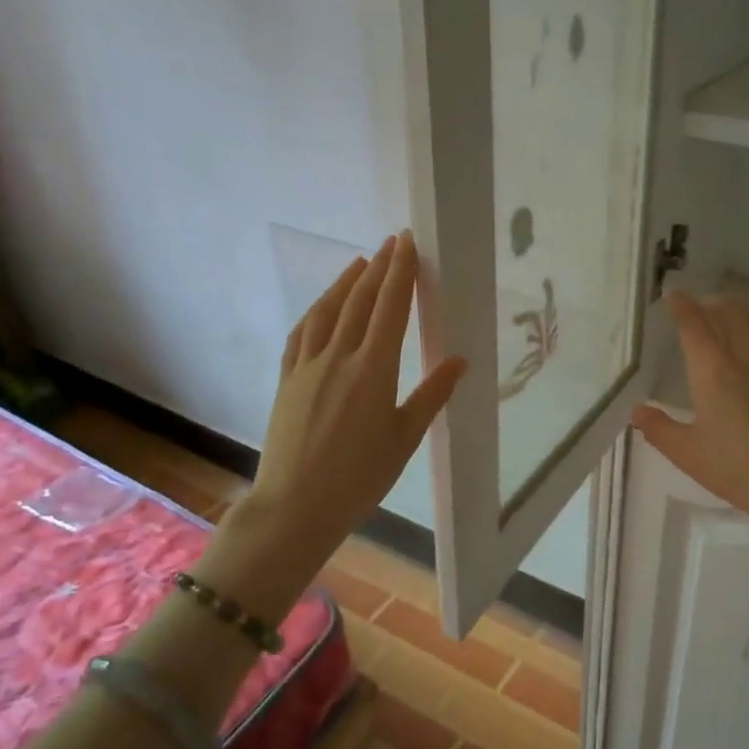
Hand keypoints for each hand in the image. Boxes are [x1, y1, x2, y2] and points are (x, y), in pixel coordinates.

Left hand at [206, 231, 464, 609]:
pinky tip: (322, 307)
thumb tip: (460, 360)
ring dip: (345, 282)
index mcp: (374, 369)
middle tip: (392, 242)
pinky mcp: (288, 380)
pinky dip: (316, 312)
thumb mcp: (405, 438)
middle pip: (360, 300)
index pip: (390, 307)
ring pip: (327, 311)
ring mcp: (308, 366)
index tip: (408, 242)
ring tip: (360, 262)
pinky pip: (302, 333)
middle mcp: (339, 357)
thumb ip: (432, 395)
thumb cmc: (359, 478)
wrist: (295, 506)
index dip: (400, 272)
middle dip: (378, 267)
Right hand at [631, 292, 748, 546]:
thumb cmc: (741, 470)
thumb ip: (660, 429)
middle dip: (712, 304)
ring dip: (744, 314)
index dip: (681, 306)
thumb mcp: (689, 455)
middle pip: (729, 312)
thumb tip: (637, 411)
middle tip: (702, 309)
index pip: (694, 323)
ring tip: (736, 321)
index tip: (673, 297)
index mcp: (714, 370)